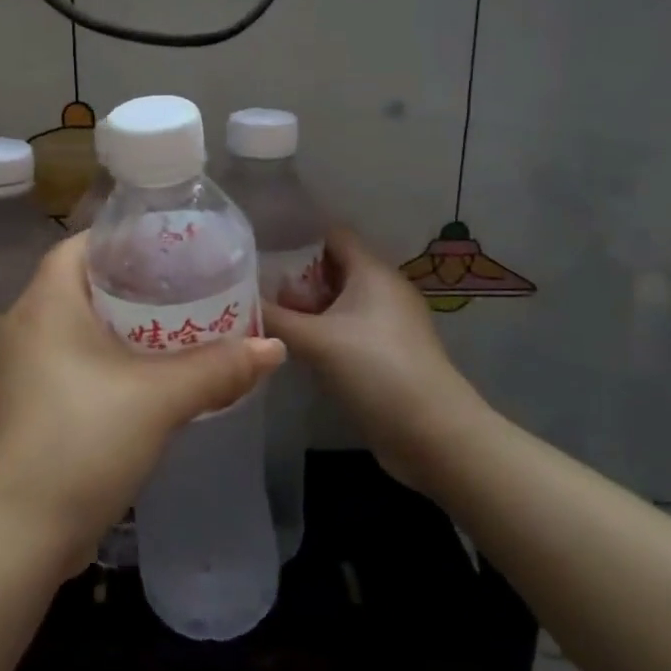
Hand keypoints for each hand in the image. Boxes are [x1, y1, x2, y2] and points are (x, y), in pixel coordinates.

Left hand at [0, 233, 284, 575]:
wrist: (16, 534)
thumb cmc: (81, 441)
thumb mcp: (158, 399)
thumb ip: (217, 369)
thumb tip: (273, 348)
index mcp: (45, 303)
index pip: (81, 245)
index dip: (124, 240)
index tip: (169, 247)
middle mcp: (24, 326)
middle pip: (82, 286)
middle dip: (133, 285)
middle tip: (184, 288)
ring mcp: (20, 369)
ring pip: (76, 329)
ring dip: (121, 328)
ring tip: (174, 329)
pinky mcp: (26, 406)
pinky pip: (70, 364)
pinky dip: (105, 361)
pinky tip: (144, 379)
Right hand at [262, 229, 485, 493]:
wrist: (433, 434)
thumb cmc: (375, 370)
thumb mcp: (315, 340)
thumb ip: (273, 317)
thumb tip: (238, 301)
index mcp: (372, 272)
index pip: (332, 235)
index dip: (296, 237)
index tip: (259, 249)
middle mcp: (382, 290)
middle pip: (331, 269)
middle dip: (293, 278)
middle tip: (251, 289)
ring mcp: (386, 324)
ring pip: (337, 303)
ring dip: (304, 309)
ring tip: (263, 316)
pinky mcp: (385, 354)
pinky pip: (345, 329)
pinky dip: (319, 332)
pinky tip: (291, 346)